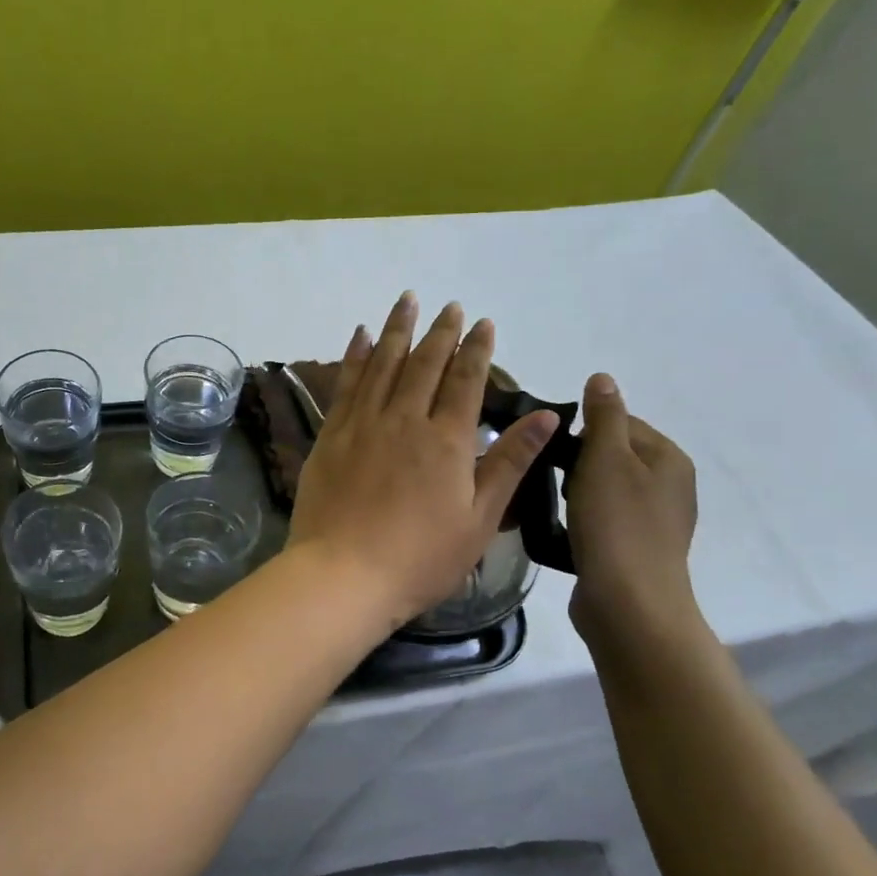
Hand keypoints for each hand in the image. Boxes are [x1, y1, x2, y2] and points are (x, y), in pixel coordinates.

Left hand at [286, 293, 559, 627]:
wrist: (343, 574)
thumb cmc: (420, 557)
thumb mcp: (479, 517)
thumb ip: (510, 462)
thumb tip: (545, 415)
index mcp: (446, 440)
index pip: (466, 381)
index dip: (477, 350)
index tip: (483, 323)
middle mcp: (404, 419)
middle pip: (425, 364)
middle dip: (440, 332)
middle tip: (449, 306)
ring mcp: (362, 424)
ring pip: (383, 364)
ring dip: (397, 330)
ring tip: (406, 301)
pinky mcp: (330, 436)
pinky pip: (346, 385)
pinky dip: (355, 356)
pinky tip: (360, 336)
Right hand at [565, 373, 700, 644]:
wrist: (628, 603)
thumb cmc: (615, 524)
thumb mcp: (604, 459)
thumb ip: (603, 416)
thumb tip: (603, 378)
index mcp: (670, 458)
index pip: (622, 422)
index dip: (583, 432)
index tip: (554, 451)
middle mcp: (672, 486)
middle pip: (614, 456)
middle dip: (578, 464)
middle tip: (551, 480)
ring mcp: (657, 522)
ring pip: (606, 489)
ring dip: (578, 493)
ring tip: (556, 508)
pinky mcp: (637, 551)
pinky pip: (605, 520)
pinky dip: (585, 520)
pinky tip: (568, 532)